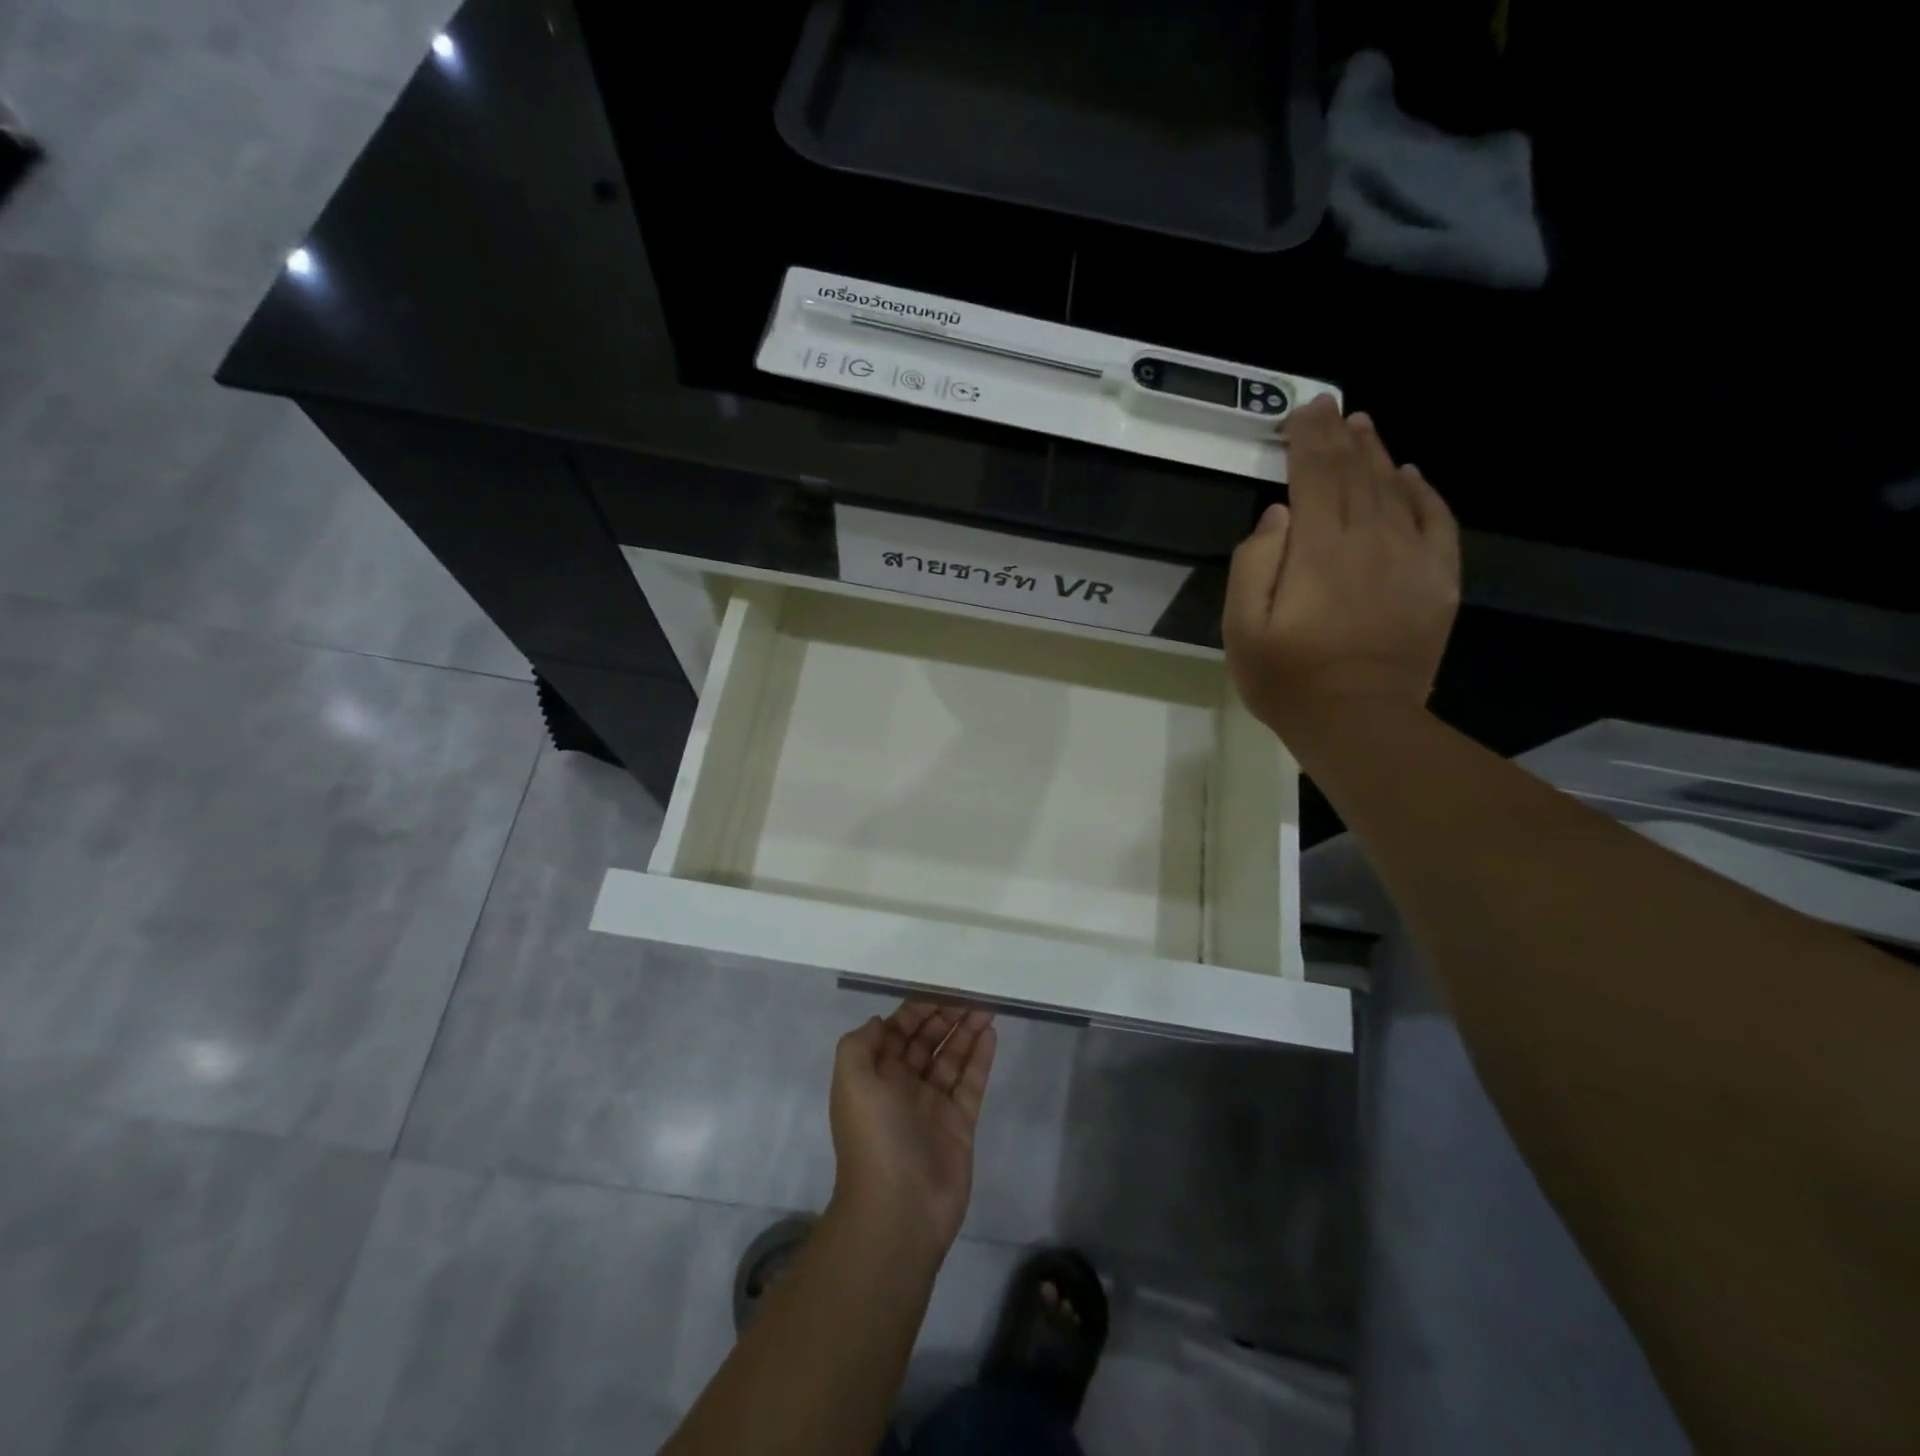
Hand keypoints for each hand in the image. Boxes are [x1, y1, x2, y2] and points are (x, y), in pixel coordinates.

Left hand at [828, 1002, 997, 1256]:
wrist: (899, 1211)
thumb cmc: (873, 1137)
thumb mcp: (851, 1081)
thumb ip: (861, 1044)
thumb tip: (882, 1021)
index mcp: (875, 1076)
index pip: (896, 1032)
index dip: (915, 1010)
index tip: (938, 987)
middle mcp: (903, 1087)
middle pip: (926, 1042)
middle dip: (944, 1016)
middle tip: (969, 992)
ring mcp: (933, 1106)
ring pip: (951, 1059)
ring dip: (966, 1032)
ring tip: (986, 1006)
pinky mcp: (960, 1124)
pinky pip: (971, 1083)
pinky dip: (980, 1058)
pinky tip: (991, 1034)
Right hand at [1224, 396, 1460, 738]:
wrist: (1360, 722)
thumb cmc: (1288, 679)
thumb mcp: (1241, 629)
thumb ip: (1253, 565)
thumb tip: (1278, 515)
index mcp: (1319, 549)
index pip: (1315, 474)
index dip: (1308, 438)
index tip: (1301, 411)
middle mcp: (1370, 539)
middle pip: (1356, 472)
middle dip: (1339, 435)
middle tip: (1330, 406)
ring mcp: (1411, 558)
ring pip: (1395, 488)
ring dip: (1377, 454)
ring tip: (1363, 427)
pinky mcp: (1438, 580)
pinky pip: (1437, 521)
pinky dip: (1424, 492)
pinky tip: (1411, 474)